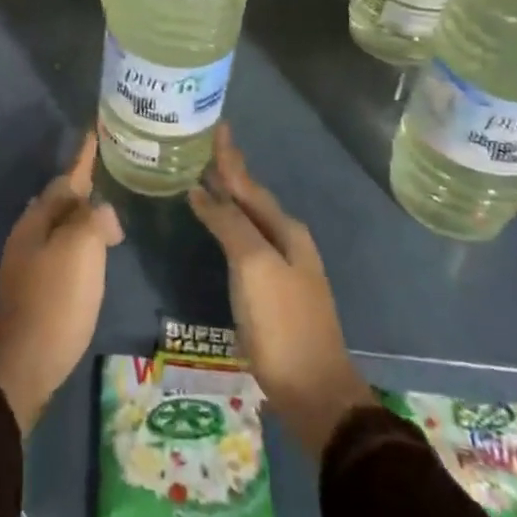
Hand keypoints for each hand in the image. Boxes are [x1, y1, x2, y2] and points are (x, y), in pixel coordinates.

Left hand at [0, 133, 122, 434]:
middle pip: (61, 198)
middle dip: (84, 185)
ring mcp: (31, 261)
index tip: (95, 130)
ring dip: (83, 214)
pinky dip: (82, 242)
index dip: (84, 155)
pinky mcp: (38, 287)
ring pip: (61, 224)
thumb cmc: (55, 300)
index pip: (68, 177)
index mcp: (39, 217)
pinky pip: (64, 249)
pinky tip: (95, 251)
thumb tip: (102, 212)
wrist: (22, 363)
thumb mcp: (81, 250)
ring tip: (108, 209)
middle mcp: (31, 232)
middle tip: (111, 172)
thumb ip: (94, 219)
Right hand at [189, 123, 375, 457]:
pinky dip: (228, 224)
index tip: (216, 126)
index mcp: (285, 229)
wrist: (314, 390)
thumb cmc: (282, 322)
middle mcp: (287, 240)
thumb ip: (229, 224)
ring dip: (228, 197)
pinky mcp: (271, 290)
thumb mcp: (253, 266)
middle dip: (229, 172)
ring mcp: (281, 266)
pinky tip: (218, 227)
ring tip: (204, 178)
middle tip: (203, 147)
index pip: (249, 183)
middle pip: (251, 197)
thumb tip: (202, 190)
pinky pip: (245, 241)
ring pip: (249, 219)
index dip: (230, 157)